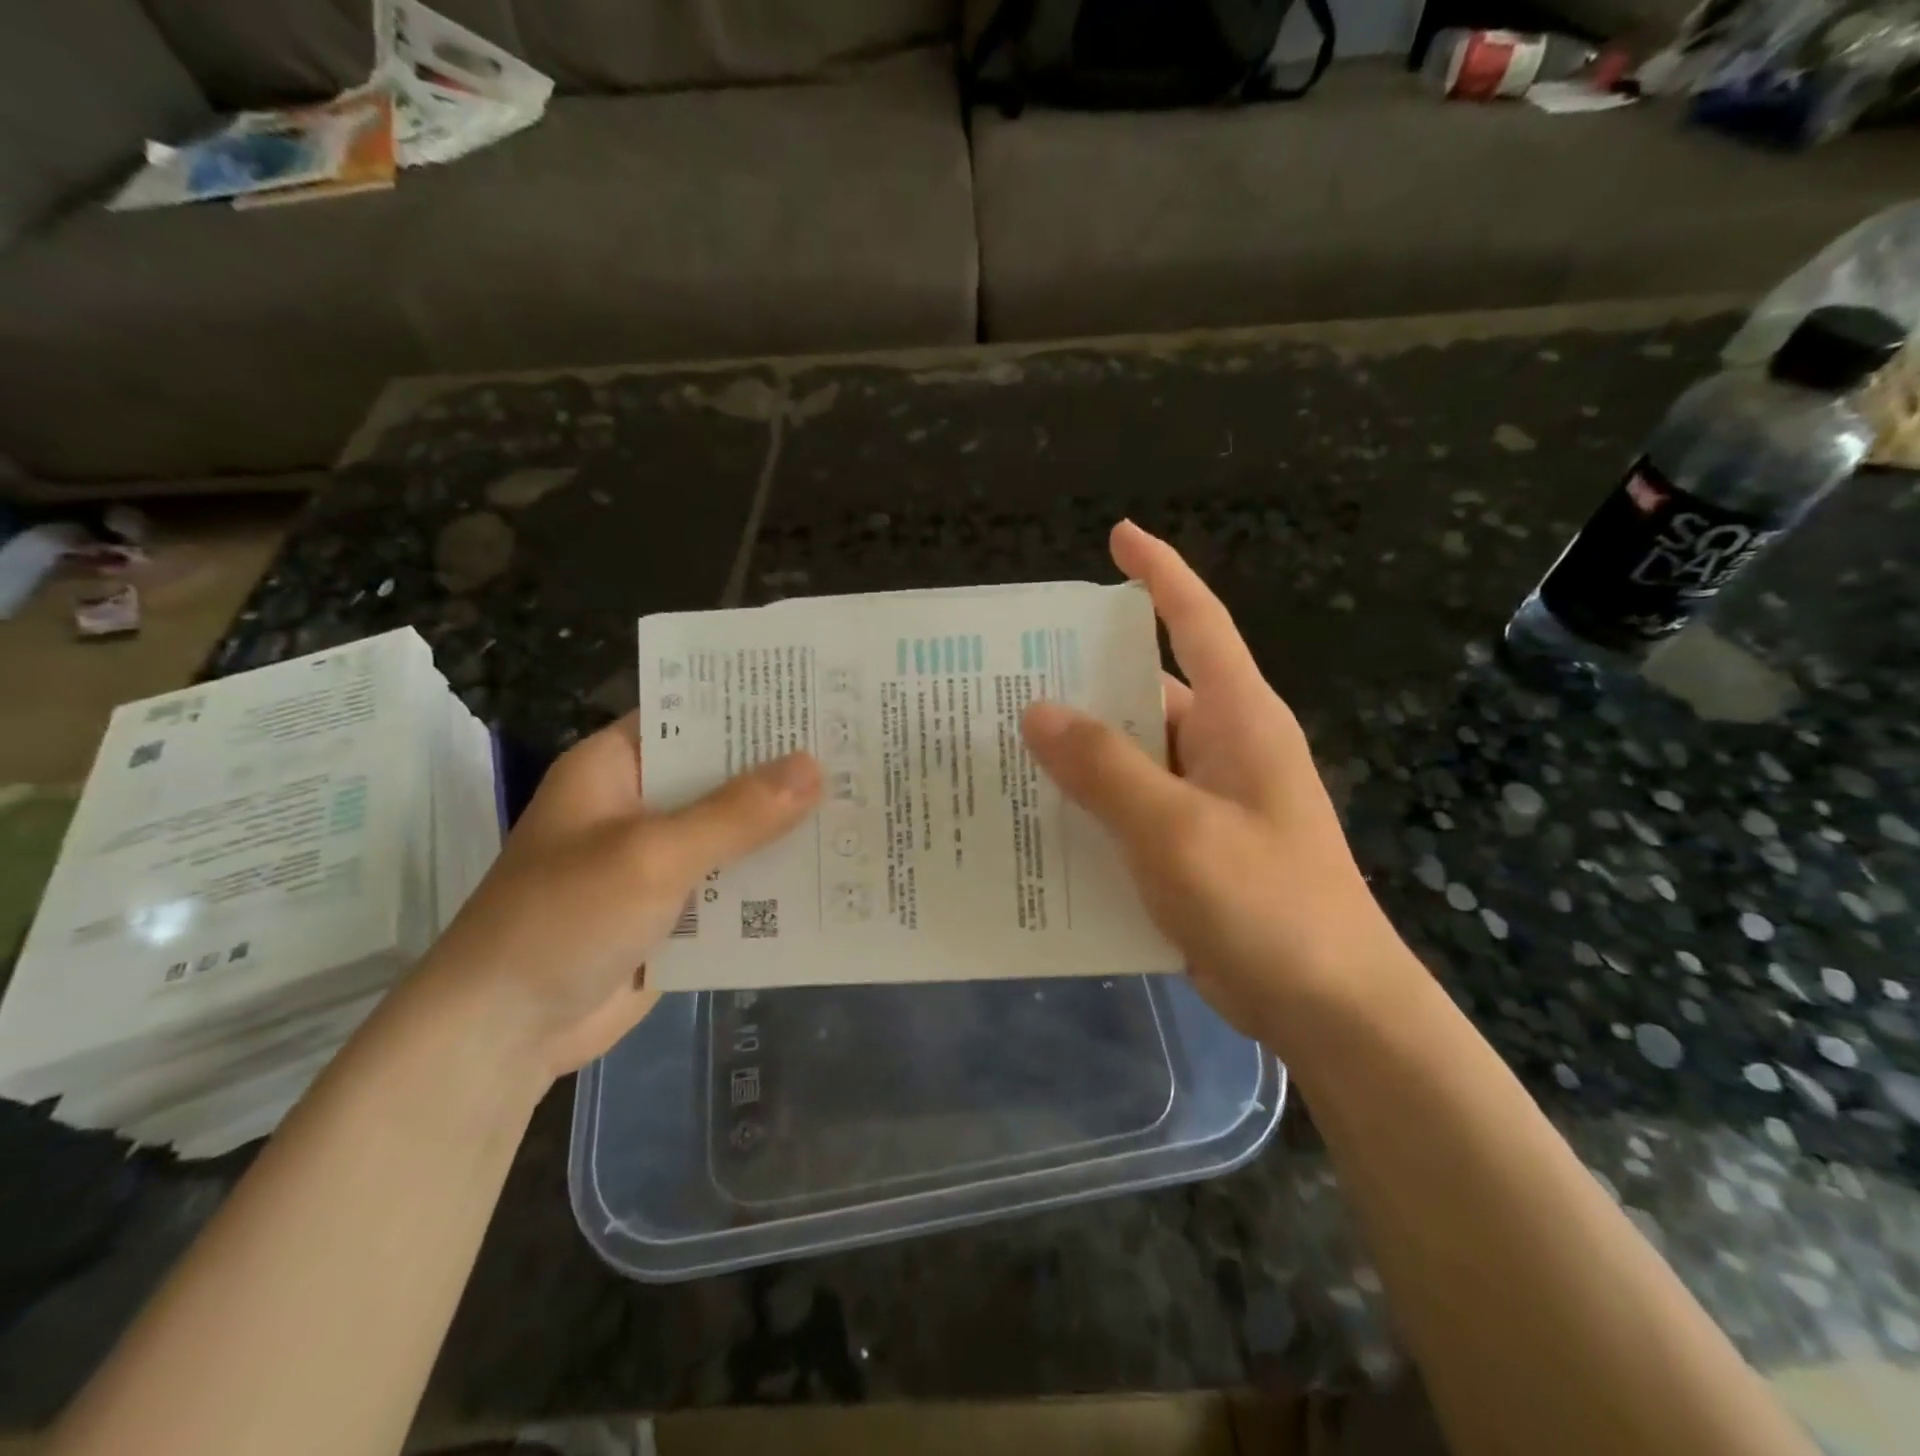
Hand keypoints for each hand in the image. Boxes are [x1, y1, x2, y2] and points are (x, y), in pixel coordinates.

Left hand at [421, 715, 820, 1079]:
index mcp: (619, 766)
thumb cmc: (562, 919)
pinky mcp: (679, 910)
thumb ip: (736, 813)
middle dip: (785, 769)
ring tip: (864, 803)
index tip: (818, 693)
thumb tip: (816, 766)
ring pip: (737, 831)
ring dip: (787, 827)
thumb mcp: (652, 854)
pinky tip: (834, 871)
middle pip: (724, 774)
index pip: (692, 712)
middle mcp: (643, 804)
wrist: (503, 1035)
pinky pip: (737, 882)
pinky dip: (774, 879)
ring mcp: (661, 859)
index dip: (751, 703)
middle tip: (860, 748)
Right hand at [1021, 521, 1407, 1041]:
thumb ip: (1105, 768)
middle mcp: (1223, 747)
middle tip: (1006, 673)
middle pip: (1145, 692)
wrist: (1329, 1006)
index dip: (1160, 574)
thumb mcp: (1176, 830)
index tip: (1117, 537)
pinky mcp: (1194, 845)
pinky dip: (1091, 805)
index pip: (1196, 623)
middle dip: (1083, 680)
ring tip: (1003, 745)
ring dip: (1079, 752)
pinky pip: (1132, 807)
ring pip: (1132, 755)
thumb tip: (1036, 709)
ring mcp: (1208, 799)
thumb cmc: (1266, 903)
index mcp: (1238, 719)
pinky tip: (1038, 817)